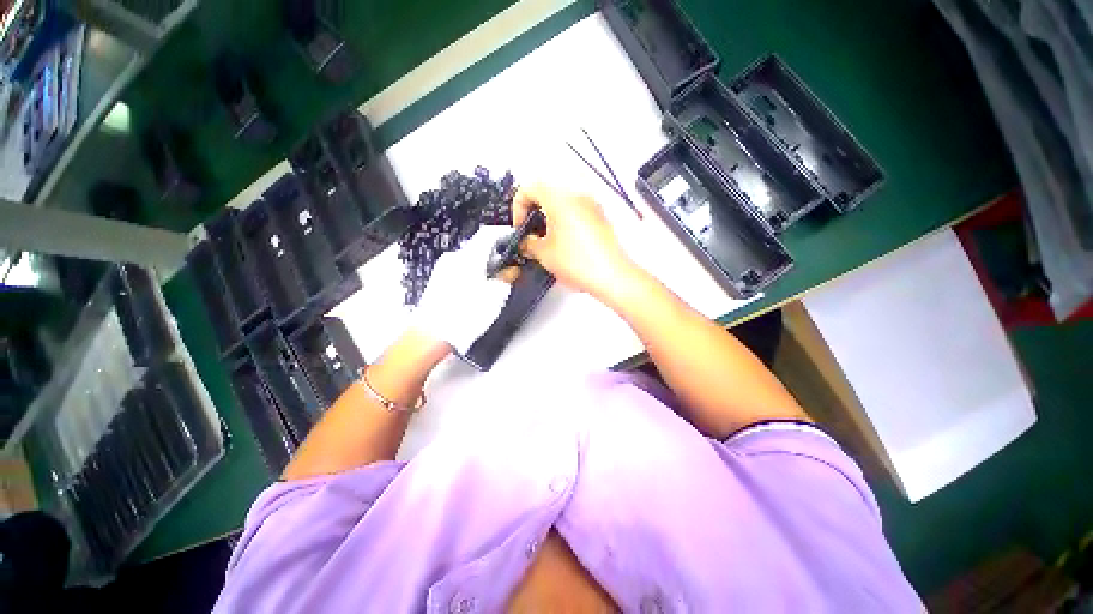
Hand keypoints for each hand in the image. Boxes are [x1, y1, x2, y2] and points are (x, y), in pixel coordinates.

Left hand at [411, 227, 513, 354]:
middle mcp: (454, 257)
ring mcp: (444, 267)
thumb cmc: (465, 315)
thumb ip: (506, 278)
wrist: (431, 335)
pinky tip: (479, 287)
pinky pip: (460, 267)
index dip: (504, 232)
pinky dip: (473, 271)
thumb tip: (511, 270)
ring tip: (495, 279)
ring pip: (469, 257)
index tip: (515, 237)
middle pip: (479, 245)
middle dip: (496, 252)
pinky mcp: (439, 278)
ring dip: (485, 263)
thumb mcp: (495, 297)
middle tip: (509, 264)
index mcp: (469, 257)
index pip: (488, 233)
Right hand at [513, 184, 634, 297]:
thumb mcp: (543, 254)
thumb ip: (528, 243)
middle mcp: (578, 197)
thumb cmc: (582, 263)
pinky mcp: (600, 220)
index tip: (520, 224)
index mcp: (560, 199)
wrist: (610, 276)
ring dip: (550, 220)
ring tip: (547, 243)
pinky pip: (577, 215)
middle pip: (548, 195)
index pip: (530, 188)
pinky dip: (566, 225)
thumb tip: (527, 242)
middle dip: (535, 213)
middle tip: (531, 233)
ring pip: (563, 205)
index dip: (518, 206)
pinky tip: (564, 246)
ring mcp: (592, 208)